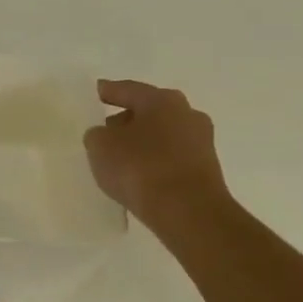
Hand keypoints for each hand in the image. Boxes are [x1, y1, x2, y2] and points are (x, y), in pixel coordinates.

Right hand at [83, 79, 229, 227]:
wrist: (188, 212)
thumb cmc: (140, 167)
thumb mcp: (100, 146)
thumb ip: (97, 134)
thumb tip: (106, 136)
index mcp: (162, 100)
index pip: (128, 90)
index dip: (109, 91)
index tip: (96, 92)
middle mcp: (188, 114)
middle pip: (149, 112)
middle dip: (128, 119)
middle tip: (105, 131)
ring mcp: (202, 143)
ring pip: (162, 136)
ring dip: (143, 143)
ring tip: (119, 158)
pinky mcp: (206, 170)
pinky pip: (171, 158)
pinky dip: (154, 162)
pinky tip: (139, 176)